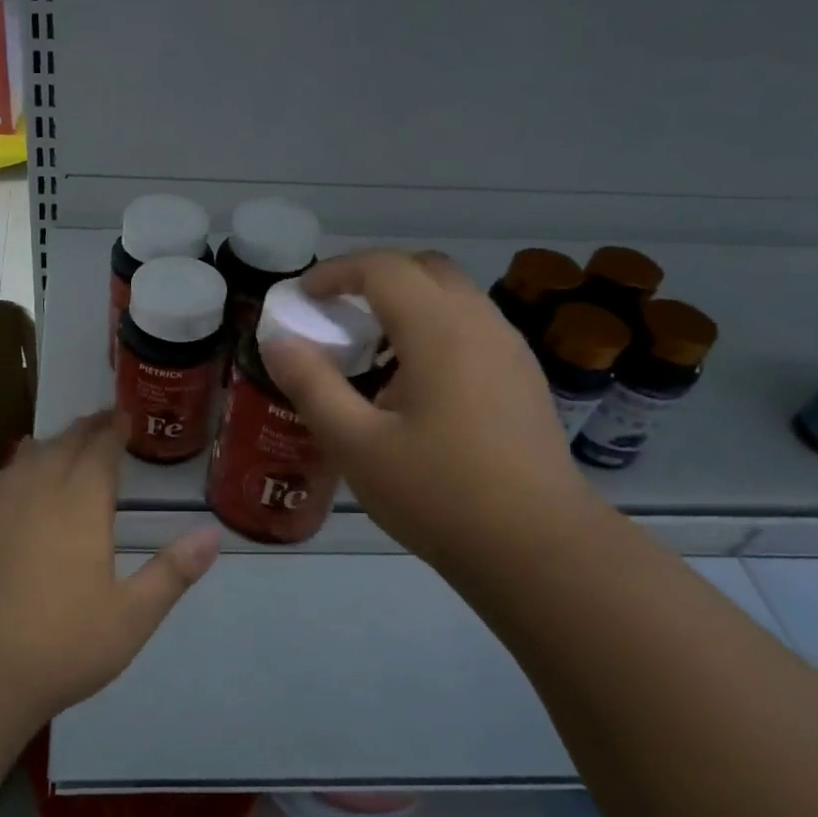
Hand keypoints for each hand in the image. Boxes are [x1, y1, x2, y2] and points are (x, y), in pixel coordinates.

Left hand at [0, 411, 219, 726]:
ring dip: (54, 441)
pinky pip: (5, 477)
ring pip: (30, 456)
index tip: (125, 416)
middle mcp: (40, 495)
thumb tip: (212, 534)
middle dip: (87, 428)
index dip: (114, 431)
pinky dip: (22, 461)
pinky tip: (23, 472)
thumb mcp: (132, 617)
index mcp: (80, 508)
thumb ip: (173, 572)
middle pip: (64, 446)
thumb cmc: (64, 646)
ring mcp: (4, 510)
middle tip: (105, 418)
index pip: (100, 453)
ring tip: (69, 438)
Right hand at [261, 249, 598, 576]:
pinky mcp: (523, 379)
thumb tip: (279, 342)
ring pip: (453, 298)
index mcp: (440, 330)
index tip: (303, 296)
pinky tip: (413, 385)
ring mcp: (510, 351)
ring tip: (370, 351)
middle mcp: (481, 324)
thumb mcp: (355, 444)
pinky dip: (433, 330)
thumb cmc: (438, 493)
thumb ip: (312, 385)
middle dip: (374, 278)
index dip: (336, 272)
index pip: (383, 268)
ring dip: (407, 304)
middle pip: (425, 269)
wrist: (538, 548)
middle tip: (337, 313)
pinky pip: (471, 329)